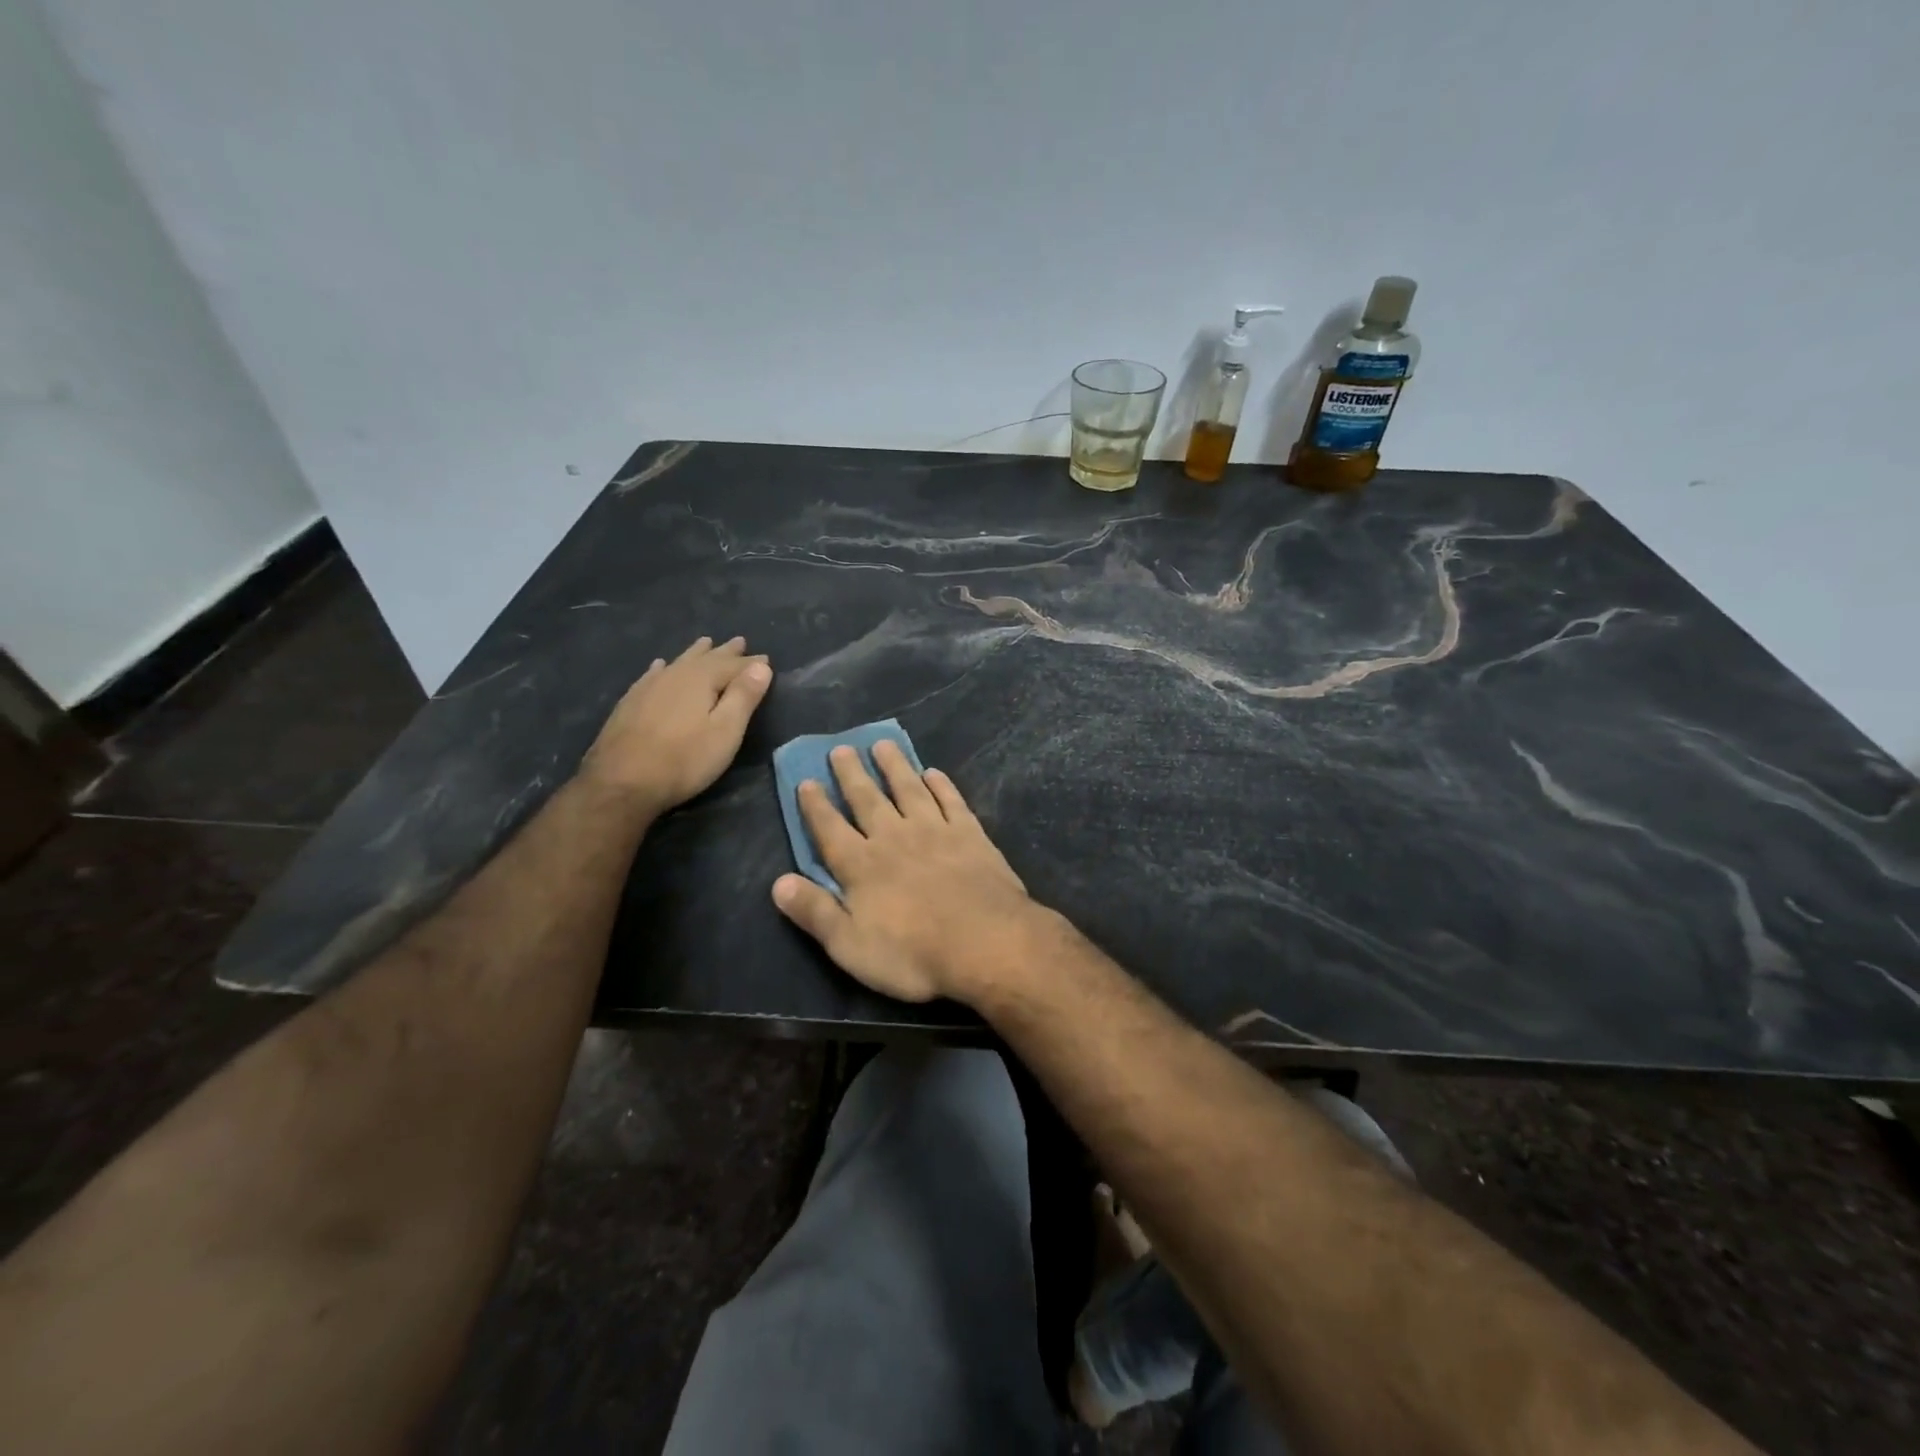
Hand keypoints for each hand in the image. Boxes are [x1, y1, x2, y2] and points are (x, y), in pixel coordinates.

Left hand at [578, 636, 771, 814]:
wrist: (621, 781)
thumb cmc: (684, 759)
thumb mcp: (725, 731)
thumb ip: (744, 696)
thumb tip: (761, 665)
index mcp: (701, 679)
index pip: (734, 665)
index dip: (752, 663)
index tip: (766, 658)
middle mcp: (675, 674)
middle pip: (706, 658)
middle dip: (725, 652)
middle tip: (739, 642)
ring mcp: (649, 687)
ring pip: (679, 662)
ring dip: (696, 653)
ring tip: (706, 642)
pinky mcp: (631, 702)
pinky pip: (653, 674)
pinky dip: (663, 667)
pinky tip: (660, 666)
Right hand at [770, 740, 1038, 1003]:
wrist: (985, 942)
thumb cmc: (912, 953)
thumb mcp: (850, 946)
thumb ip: (815, 912)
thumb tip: (778, 883)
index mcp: (861, 866)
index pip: (830, 829)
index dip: (816, 805)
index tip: (806, 780)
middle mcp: (893, 838)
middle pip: (867, 799)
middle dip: (851, 774)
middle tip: (841, 748)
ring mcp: (934, 831)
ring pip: (908, 789)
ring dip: (894, 766)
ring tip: (882, 744)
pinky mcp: (970, 833)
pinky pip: (951, 800)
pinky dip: (941, 785)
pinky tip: (933, 773)